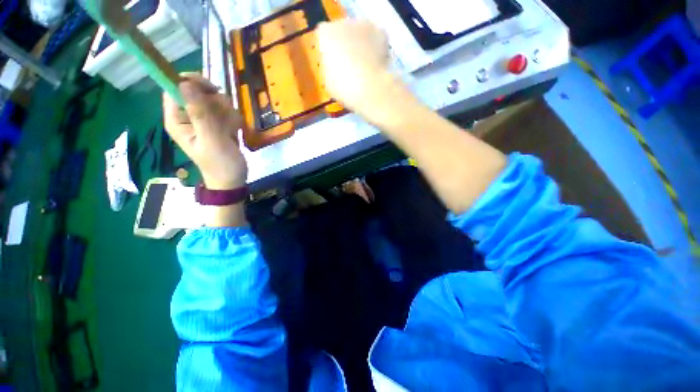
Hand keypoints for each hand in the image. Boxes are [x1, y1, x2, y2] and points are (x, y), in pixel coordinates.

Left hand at [163, 73, 247, 189]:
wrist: (233, 179)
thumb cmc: (220, 164)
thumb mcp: (211, 139)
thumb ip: (199, 113)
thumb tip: (184, 82)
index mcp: (177, 119)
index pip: (175, 87)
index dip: (192, 83)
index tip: (212, 90)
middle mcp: (187, 116)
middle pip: (198, 91)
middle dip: (216, 103)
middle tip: (225, 118)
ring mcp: (203, 120)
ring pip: (215, 100)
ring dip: (227, 113)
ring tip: (231, 130)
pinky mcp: (216, 124)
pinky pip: (225, 111)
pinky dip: (233, 119)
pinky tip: (234, 132)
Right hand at [317, 20, 394, 115]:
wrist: (369, 87)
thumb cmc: (343, 87)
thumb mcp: (328, 80)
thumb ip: (329, 67)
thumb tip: (335, 66)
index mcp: (324, 33)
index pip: (324, 38)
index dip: (329, 52)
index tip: (333, 65)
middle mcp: (342, 22)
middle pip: (342, 32)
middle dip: (345, 46)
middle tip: (350, 67)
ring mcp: (363, 25)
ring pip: (360, 34)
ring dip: (360, 45)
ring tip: (364, 67)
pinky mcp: (380, 31)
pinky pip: (375, 39)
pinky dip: (376, 48)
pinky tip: (376, 64)